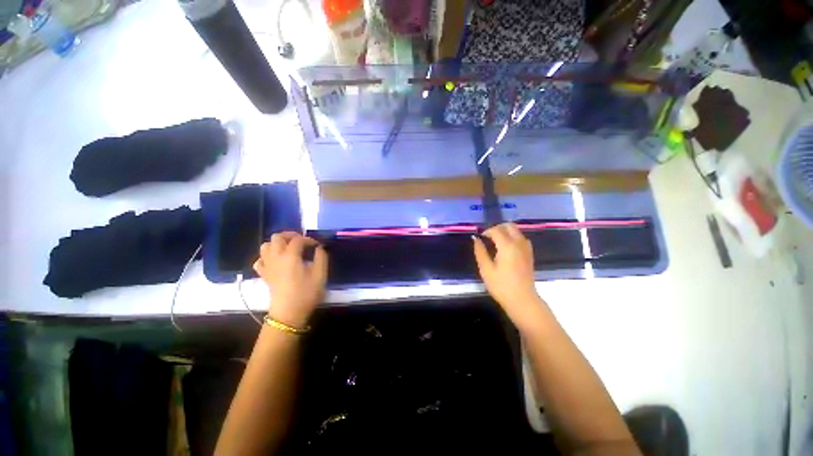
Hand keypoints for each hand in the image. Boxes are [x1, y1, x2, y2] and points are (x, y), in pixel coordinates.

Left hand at [254, 232, 327, 328]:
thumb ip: (321, 257)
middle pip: (277, 237)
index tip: (317, 246)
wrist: (288, 314)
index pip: (298, 239)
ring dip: (277, 243)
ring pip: (265, 246)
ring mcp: (267, 266)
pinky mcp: (264, 275)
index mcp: (290, 256)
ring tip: (289, 248)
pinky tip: (277, 261)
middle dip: (290, 235)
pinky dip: (268, 256)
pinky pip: (260, 260)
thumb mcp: (320, 274)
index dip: (309, 239)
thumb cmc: (306, 293)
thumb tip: (319, 248)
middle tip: (302, 241)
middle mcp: (276, 257)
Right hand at [472, 223, 544, 324]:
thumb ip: (480, 251)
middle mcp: (519, 243)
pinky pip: (521, 238)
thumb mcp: (486, 269)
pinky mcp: (530, 254)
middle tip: (488, 237)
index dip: (486, 231)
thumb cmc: (501, 286)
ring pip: (516, 231)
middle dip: (497, 228)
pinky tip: (505, 248)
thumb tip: (475, 238)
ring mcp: (526, 248)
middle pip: (509, 226)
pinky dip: (512, 237)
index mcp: (507, 246)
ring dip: (505, 232)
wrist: (522, 300)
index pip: (496, 230)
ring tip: (495, 242)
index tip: (480, 238)